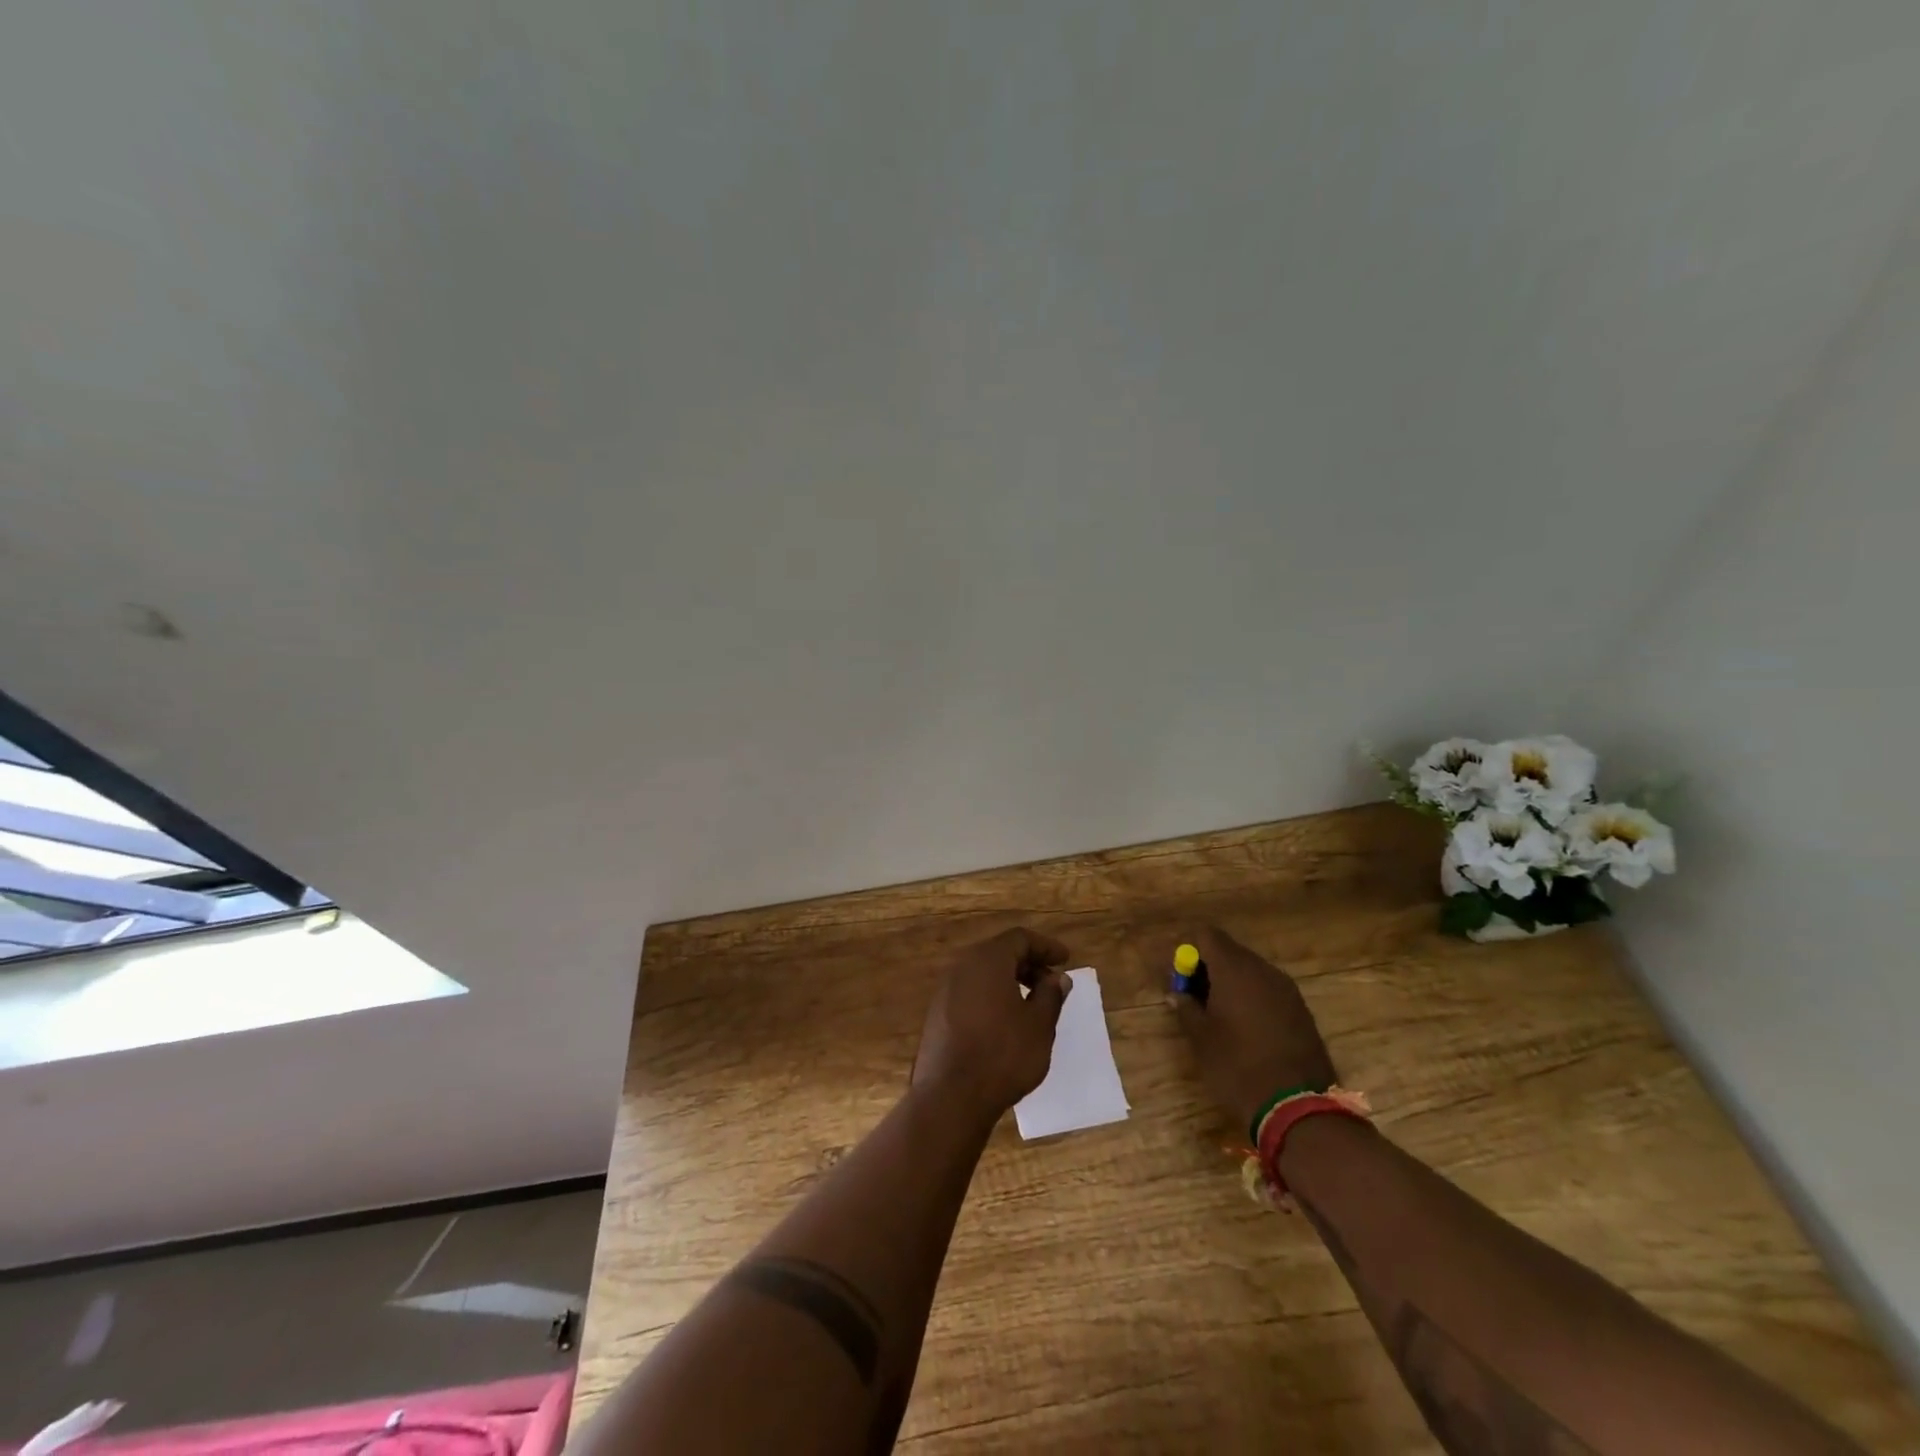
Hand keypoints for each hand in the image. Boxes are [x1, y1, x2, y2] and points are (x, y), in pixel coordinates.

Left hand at [912, 928, 1072, 1119]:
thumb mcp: (1039, 1025)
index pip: (1020, 938)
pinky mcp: (938, 1013)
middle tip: (1051, 984)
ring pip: (984, 973)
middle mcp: (962, 966)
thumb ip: (1051, 995)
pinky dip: (992, 996)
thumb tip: (1057, 978)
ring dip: (1010, 981)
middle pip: (1000, 952)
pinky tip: (1006, 1021)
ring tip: (1032, 1004)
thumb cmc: (1002, 1054)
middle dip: (1029, 964)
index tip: (1066, 960)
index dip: (1046, 946)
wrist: (950, 1095)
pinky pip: (971, 992)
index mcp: (988, 960)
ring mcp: (946, 990)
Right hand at [1164, 925, 1335, 1134]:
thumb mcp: (1201, 1040)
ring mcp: (1287, 990)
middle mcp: (1263, 970)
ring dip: (1232, 984)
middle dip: (1209, 968)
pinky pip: (1269, 990)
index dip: (1189, 951)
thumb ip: (1186, 1008)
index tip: (1181, 979)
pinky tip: (1247, 1030)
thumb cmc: (1238, 1067)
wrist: (1298, 1108)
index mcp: (1234, 969)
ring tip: (1220, 1017)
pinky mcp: (1302, 1010)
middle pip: (1229, 951)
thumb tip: (1177, 994)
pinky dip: (1253, 999)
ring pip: (1251, 971)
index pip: (1206, 935)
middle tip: (1195, 999)